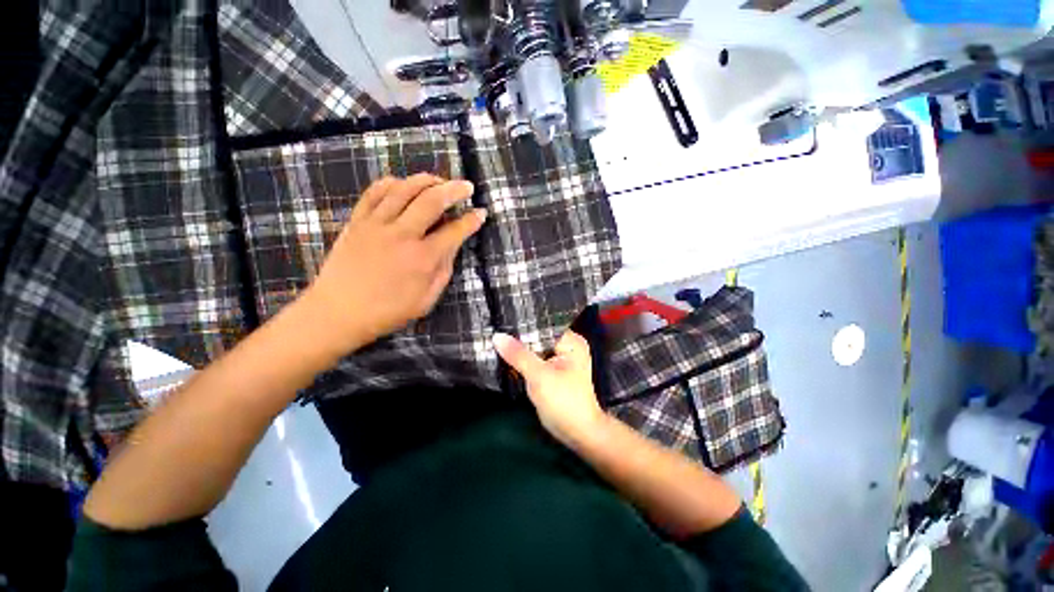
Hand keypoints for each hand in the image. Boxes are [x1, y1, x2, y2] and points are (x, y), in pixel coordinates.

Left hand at [305, 174, 486, 353]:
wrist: (338, 312)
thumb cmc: (388, 311)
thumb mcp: (427, 299)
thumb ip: (444, 270)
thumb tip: (453, 245)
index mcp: (423, 258)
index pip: (454, 231)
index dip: (471, 221)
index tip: (481, 213)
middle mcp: (402, 235)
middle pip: (432, 201)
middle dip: (454, 189)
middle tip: (467, 186)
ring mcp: (376, 224)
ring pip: (404, 189)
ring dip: (426, 180)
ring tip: (439, 180)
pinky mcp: (357, 221)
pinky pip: (375, 192)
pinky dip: (392, 183)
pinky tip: (403, 183)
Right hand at [493, 330, 605, 446]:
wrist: (577, 433)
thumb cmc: (564, 402)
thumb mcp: (539, 376)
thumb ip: (518, 355)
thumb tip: (497, 336)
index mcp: (571, 341)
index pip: (543, 325)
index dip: (523, 323)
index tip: (502, 318)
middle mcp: (566, 346)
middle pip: (538, 336)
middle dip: (519, 336)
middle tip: (494, 327)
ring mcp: (559, 358)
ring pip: (534, 348)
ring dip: (519, 348)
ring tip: (496, 338)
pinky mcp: (551, 370)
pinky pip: (534, 359)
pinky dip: (522, 359)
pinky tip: (505, 354)